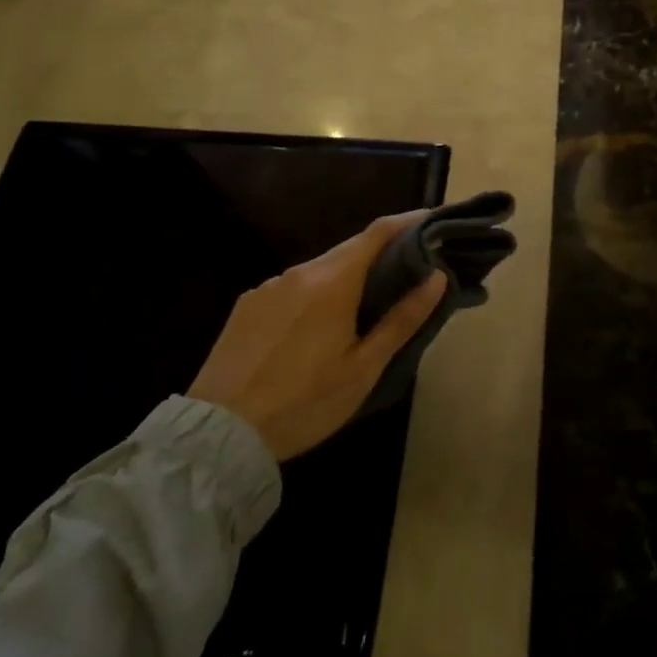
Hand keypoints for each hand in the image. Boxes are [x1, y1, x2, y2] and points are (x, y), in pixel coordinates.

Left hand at [187, 211, 446, 461]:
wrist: (220, 433)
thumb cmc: (304, 403)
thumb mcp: (363, 368)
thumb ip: (402, 319)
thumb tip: (436, 277)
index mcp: (332, 282)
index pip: (378, 233)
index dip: (408, 222)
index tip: (433, 223)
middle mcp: (299, 272)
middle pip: (349, 250)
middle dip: (381, 253)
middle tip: (409, 271)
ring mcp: (268, 286)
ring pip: (319, 269)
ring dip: (347, 277)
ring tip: (365, 305)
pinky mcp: (247, 305)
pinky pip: (292, 287)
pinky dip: (315, 294)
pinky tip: (316, 327)